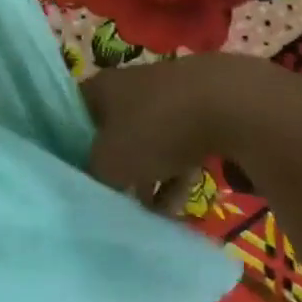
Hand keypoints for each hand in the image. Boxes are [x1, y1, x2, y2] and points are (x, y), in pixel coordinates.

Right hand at [82, 53, 301, 212]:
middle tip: (114, 202)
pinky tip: (182, 205)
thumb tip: (87, 187)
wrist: (233, 104)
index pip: (72, 116)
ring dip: (148, 179)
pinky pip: (180, 146)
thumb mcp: (110, 162)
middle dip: (114, 171)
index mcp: (100, 88)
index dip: (68, 147)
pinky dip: (177, 173)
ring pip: (148, 143)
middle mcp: (129, 86)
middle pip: (111, 133)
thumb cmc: (157, 128)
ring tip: (154, 215)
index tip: (72, 179)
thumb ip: (91, 175)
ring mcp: (169, 95)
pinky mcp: (203, 108)